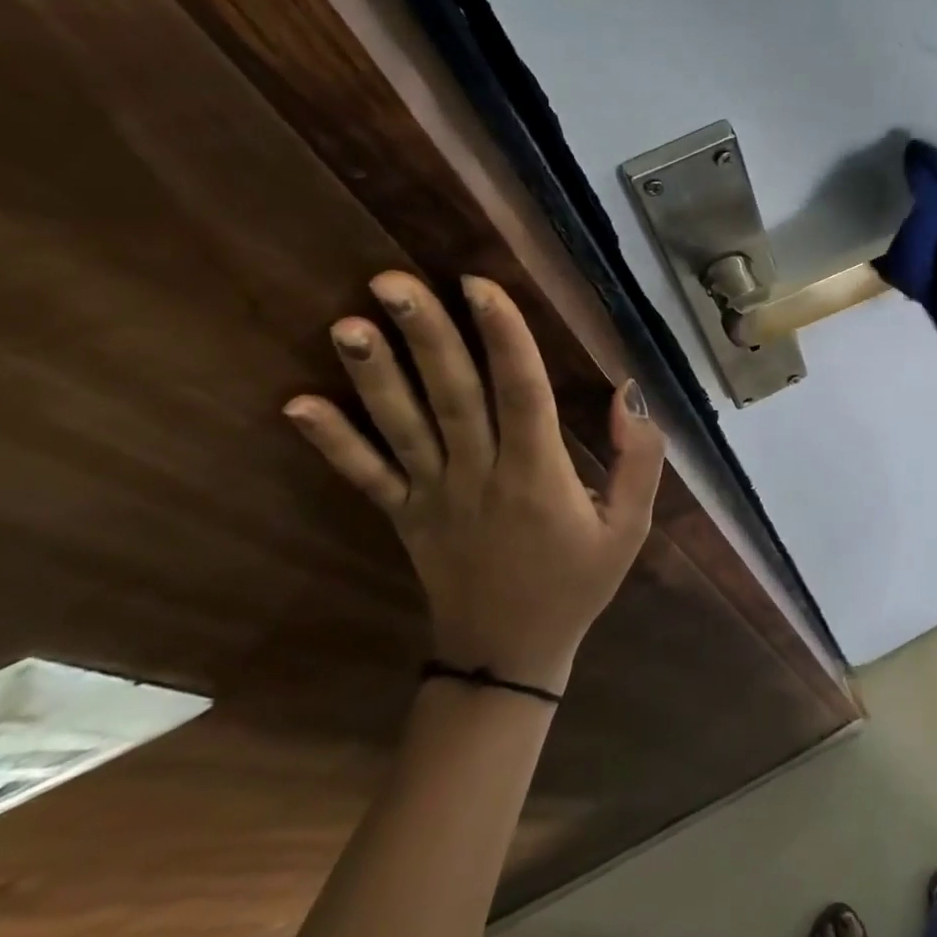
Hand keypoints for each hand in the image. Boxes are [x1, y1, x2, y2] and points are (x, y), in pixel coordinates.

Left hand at [282, 272, 664, 694]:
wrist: (509, 655)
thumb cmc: (577, 583)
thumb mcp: (630, 527)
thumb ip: (639, 460)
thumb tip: (627, 393)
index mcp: (538, 475)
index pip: (521, 392)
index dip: (503, 336)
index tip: (479, 283)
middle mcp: (480, 476)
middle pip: (453, 395)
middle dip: (426, 335)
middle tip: (391, 281)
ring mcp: (433, 496)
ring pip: (404, 426)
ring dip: (374, 374)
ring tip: (346, 323)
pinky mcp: (404, 516)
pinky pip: (365, 475)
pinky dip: (332, 441)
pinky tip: (297, 403)